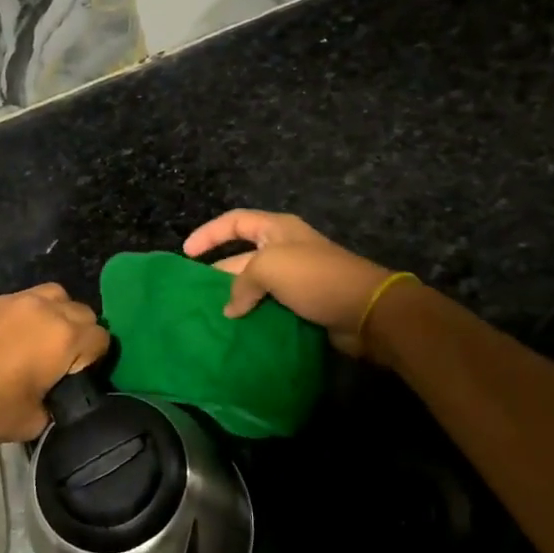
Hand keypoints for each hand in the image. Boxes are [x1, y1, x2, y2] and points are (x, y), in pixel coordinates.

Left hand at [0, 284, 110, 448]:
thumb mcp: (33, 421)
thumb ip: (57, 403)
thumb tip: (56, 397)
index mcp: (64, 337)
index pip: (101, 338)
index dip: (96, 359)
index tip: (80, 377)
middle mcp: (45, 308)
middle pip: (82, 311)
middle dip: (80, 334)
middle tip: (62, 361)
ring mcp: (16, 300)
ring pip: (53, 296)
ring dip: (56, 314)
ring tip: (41, 340)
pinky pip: (23, 300)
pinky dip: (27, 314)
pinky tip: (11, 339)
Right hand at [183, 210, 402, 355]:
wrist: (366, 311)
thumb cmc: (315, 277)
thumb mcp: (270, 268)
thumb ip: (241, 283)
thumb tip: (231, 308)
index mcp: (277, 229)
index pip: (235, 221)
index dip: (209, 233)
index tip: (187, 253)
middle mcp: (285, 249)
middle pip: (242, 256)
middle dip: (219, 273)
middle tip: (196, 295)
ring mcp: (296, 278)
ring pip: (255, 285)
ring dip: (236, 299)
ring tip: (212, 317)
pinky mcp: (304, 304)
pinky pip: (270, 306)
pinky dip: (254, 316)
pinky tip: (238, 331)